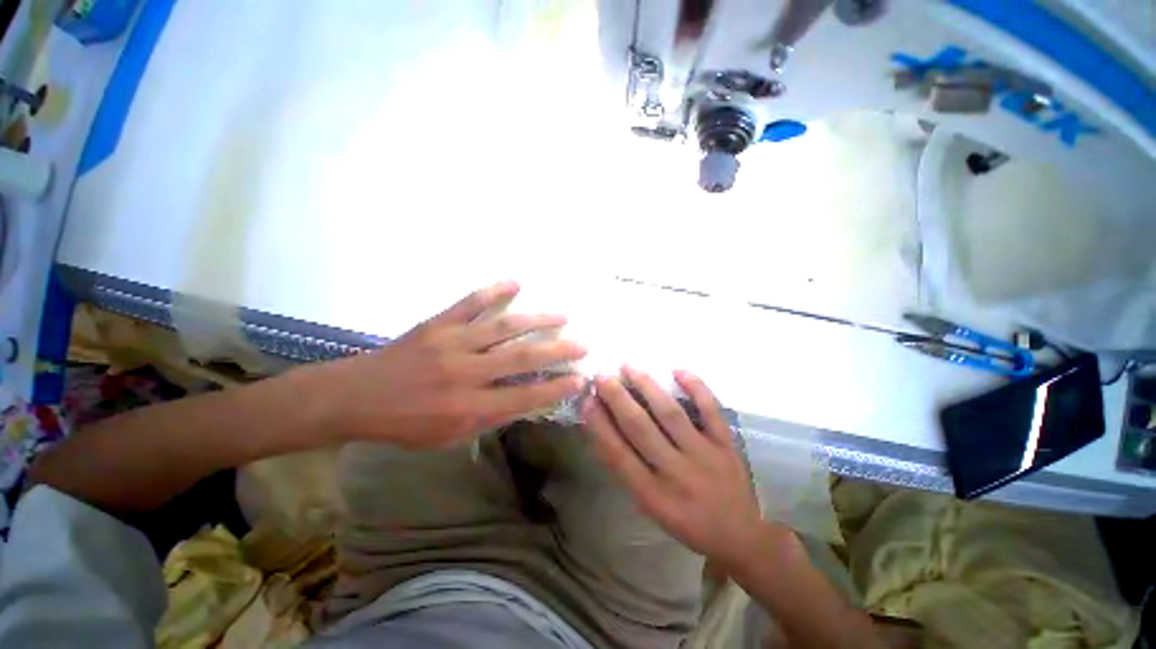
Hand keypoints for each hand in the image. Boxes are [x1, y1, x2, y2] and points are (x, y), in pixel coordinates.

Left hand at [312, 281, 586, 448]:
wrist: (355, 397)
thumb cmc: (404, 424)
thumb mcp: (447, 437)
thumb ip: (488, 420)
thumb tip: (525, 402)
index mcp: (466, 408)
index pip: (524, 397)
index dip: (555, 388)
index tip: (579, 378)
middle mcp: (464, 373)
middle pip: (521, 359)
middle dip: (557, 351)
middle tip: (582, 345)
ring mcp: (451, 343)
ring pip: (503, 327)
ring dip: (537, 320)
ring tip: (562, 316)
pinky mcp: (437, 324)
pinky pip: (470, 302)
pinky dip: (494, 290)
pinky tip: (516, 282)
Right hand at [584, 367, 767, 563]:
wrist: (739, 536)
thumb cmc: (685, 521)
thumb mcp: (649, 506)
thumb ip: (628, 469)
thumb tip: (605, 428)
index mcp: (652, 494)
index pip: (618, 454)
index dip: (599, 425)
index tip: (587, 400)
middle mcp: (676, 473)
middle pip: (641, 428)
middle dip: (618, 399)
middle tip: (602, 377)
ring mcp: (704, 455)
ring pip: (671, 414)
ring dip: (648, 387)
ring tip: (629, 367)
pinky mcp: (726, 445)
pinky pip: (711, 411)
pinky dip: (696, 388)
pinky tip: (678, 370)